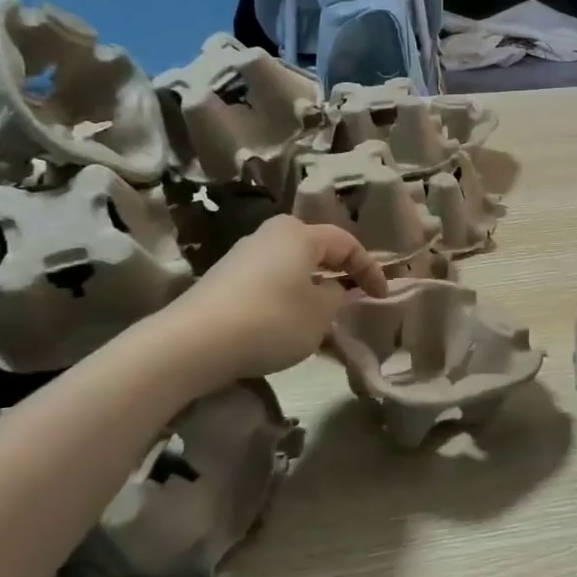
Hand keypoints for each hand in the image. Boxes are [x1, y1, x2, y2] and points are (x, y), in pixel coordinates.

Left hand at [173, 216, 386, 380]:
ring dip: (311, 287)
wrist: (194, 342)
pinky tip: (286, 323)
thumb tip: (331, 290)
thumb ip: (336, 297)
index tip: (382, 296)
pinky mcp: (223, 278)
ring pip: (290, 266)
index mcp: (299, 234)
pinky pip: (268, 281)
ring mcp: (242, 255)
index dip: (369, 269)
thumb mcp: (320, 315)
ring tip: (321, 316)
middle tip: (352, 297)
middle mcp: (270, 235)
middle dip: (337, 273)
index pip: (346, 243)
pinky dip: (286, 297)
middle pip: (315, 249)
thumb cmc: (271, 320)